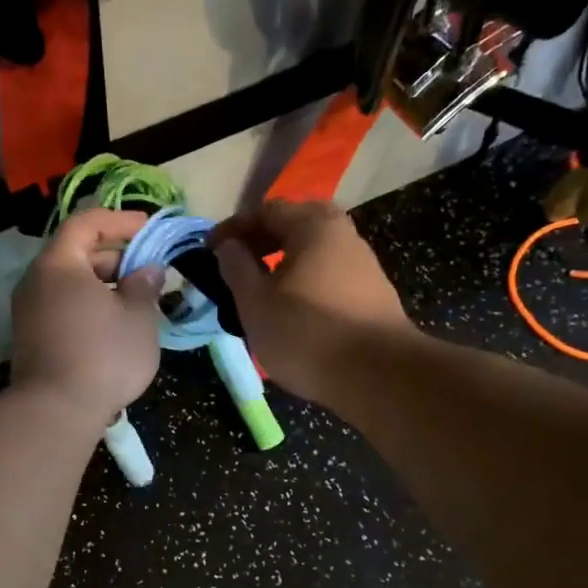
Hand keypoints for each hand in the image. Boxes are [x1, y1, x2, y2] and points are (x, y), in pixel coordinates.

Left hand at [10, 209, 163, 429]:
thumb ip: (144, 285)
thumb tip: (148, 269)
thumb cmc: (103, 355)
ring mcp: (28, 312)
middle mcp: (36, 281)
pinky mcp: (30, 339)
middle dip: (115, 257)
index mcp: (59, 264)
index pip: (86, 223)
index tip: (148, 229)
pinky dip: (88, 307)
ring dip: (103, 286)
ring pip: (69, 284)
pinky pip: (62, 308)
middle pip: (76, 253)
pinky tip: (113, 328)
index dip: (119, 220)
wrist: (55, 411)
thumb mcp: (138, 317)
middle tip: (148, 271)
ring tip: (136, 302)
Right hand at [212, 199, 414, 402]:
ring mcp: (363, 265)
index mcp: (314, 225)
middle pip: (295, 227)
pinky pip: (328, 276)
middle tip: (238, 265)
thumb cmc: (307, 333)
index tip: (208, 251)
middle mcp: (344, 235)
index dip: (232, 229)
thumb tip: (229, 246)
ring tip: (260, 293)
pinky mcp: (373, 295)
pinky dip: (304, 283)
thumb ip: (236, 269)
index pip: (265, 211)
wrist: (378, 375)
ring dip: (283, 265)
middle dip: (262, 242)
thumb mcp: (256, 303)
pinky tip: (292, 311)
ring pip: (313, 253)